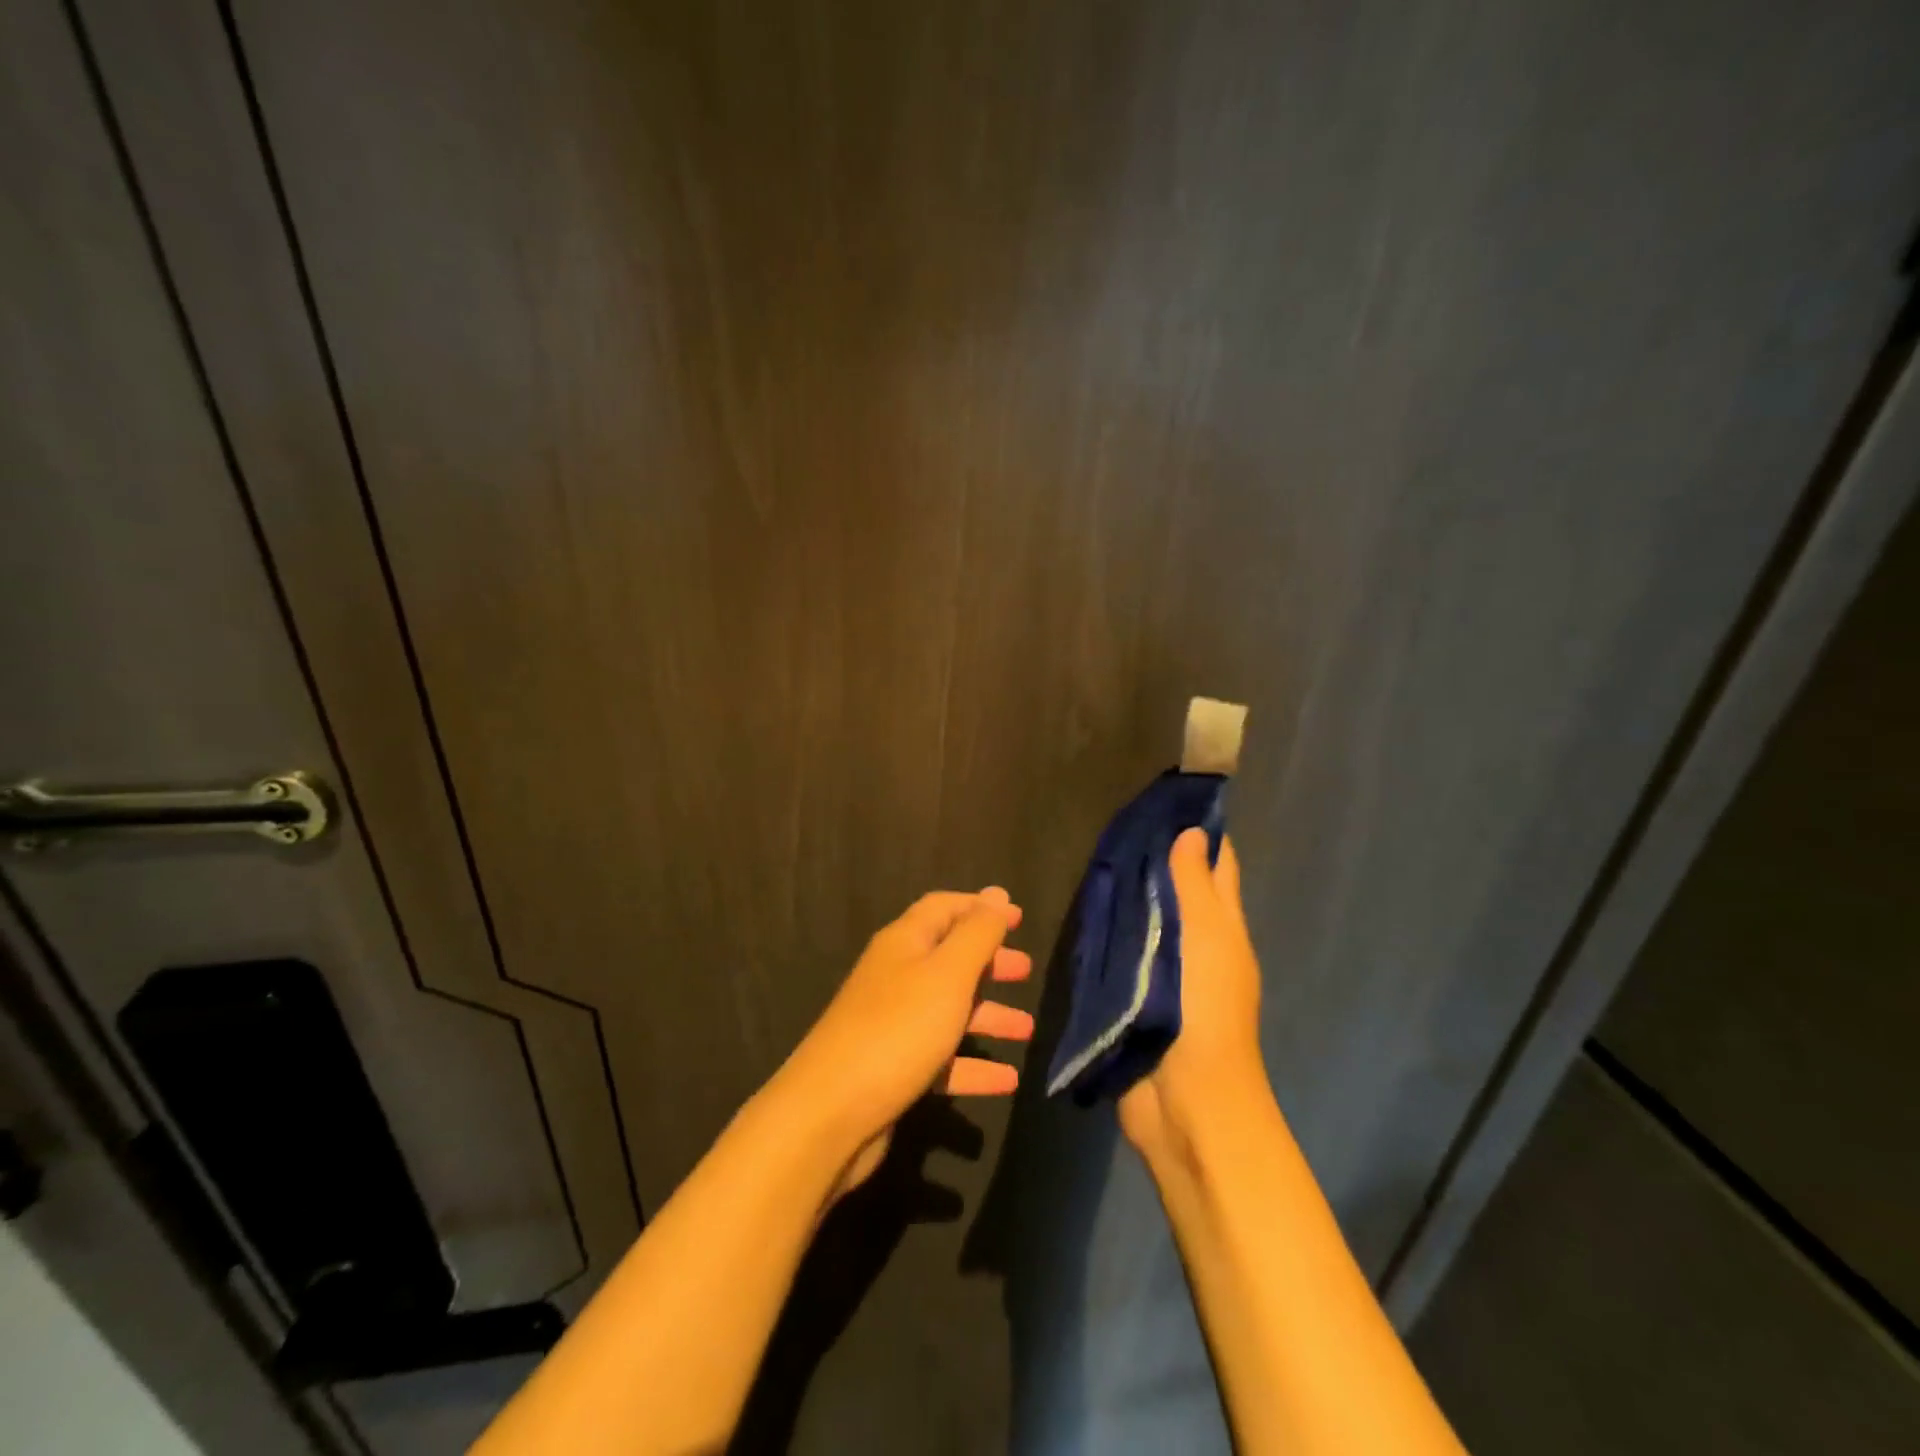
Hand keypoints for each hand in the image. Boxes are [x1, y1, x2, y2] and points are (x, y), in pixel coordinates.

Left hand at [776, 888, 1033, 1196]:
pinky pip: (942, 1058)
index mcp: (904, 943)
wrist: (830, 1113)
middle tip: (1025, 971)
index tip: (1018, 918)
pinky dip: (973, 1065)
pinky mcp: (893, 1068)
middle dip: (988, 962)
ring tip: (1027, 1030)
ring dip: (988, 1016)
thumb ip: (977, 933)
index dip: (981, 908)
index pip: (944, 908)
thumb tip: (997, 892)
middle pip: (948, 958)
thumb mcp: (947, 974)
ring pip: (948, 1010)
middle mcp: (896, 976)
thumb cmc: (898, 1029)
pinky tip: (1007, 1082)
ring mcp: (892, 1024)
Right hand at [1118, 830, 1265, 1162]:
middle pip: (1178, 890)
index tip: (1168, 798)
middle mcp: (1195, 944)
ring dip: (1128, 891)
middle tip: (1115, 819)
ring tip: (1093, 852)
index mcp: (1222, 928)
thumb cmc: (1205, 1007)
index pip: (1216, 867)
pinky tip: (1082, 905)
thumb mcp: (1206, 936)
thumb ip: (1193, 884)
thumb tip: (1191, 832)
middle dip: (1155, 857)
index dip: (1200, 833)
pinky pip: (1119, 949)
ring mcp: (1162, 970)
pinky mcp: (1131, 992)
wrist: (1183, 1096)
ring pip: (1146, 918)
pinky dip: (1108, 927)